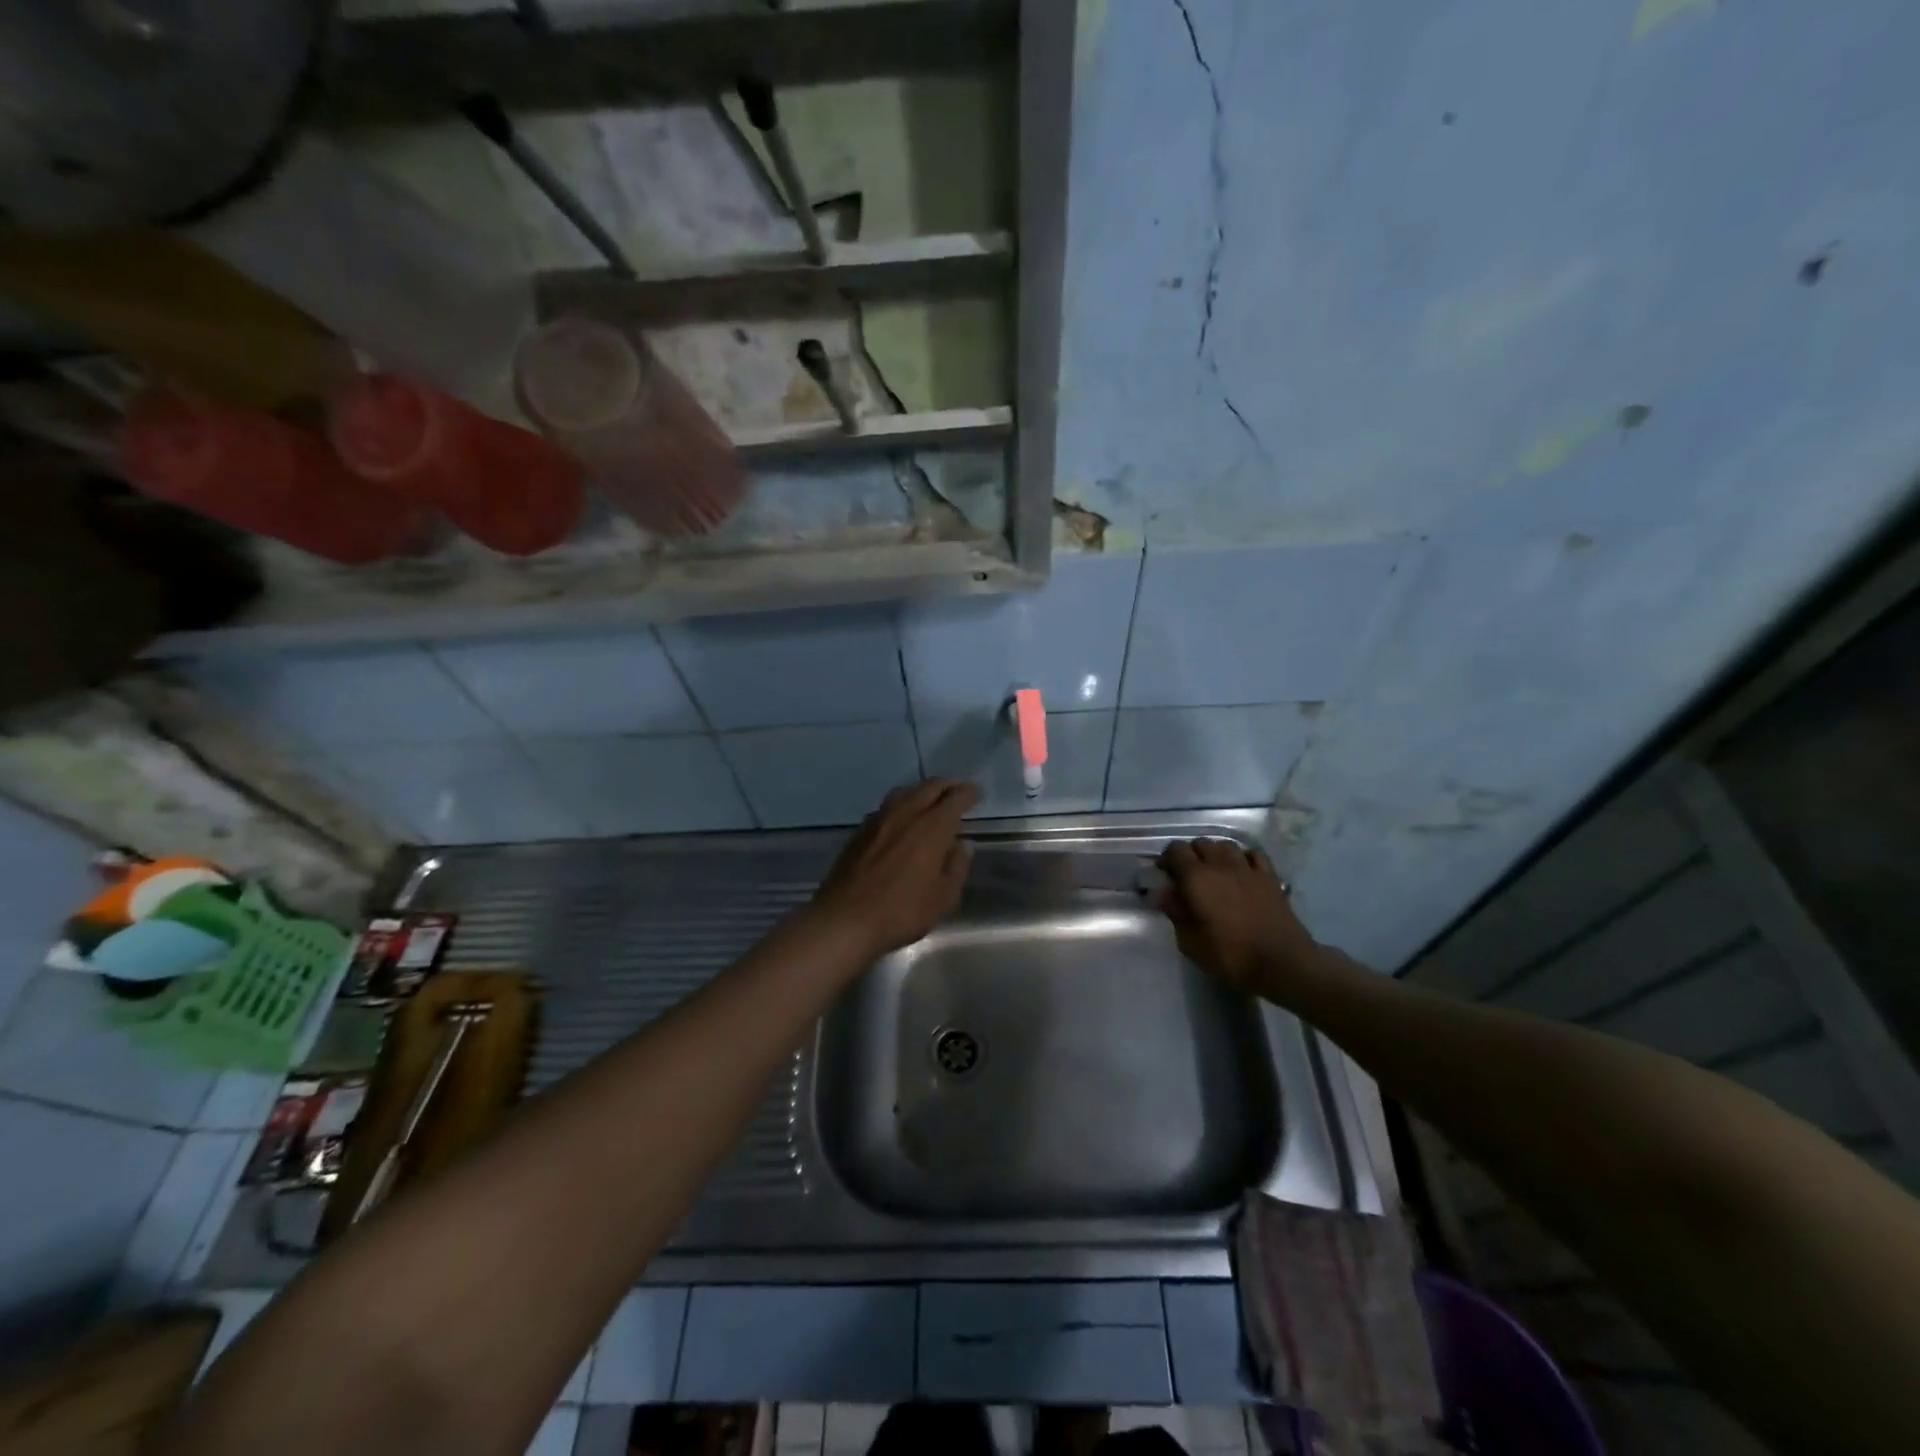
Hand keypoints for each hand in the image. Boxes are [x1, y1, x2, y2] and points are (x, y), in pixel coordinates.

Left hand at [809, 779, 979, 958]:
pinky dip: (901, 805)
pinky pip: (886, 807)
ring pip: (904, 792)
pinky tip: (902, 820)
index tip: (977, 793)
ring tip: (930, 801)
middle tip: (958, 790)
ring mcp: (879, 820)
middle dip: (947, 785)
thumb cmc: (902, 912)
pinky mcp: (860, 831)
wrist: (845, 919)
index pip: (955, 798)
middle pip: (929, 787)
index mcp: (932, 827)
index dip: (968, 793)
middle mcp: (906, 814)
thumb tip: (961, 845)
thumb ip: (956, 867)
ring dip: (922, 791)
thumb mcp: (943, 898)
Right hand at [1154, 839, 1317, 997]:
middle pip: (1201, 843)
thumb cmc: (1230, 955)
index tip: (1164, 874)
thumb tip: (1163, 892)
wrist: (1282, 963)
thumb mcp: (1190, 941)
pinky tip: (1242, 870)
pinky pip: (1253, 854)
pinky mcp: (1270, 877)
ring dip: (1215, 853)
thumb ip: (1175, 912)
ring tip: (1214, 870)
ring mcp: (1248, 868)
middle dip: (1190, 854)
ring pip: (1226, 845)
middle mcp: (1221, 865)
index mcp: (1196, 878)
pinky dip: (1243, 857)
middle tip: (1187, 875)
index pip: (1176, 851)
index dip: (1167, 858)